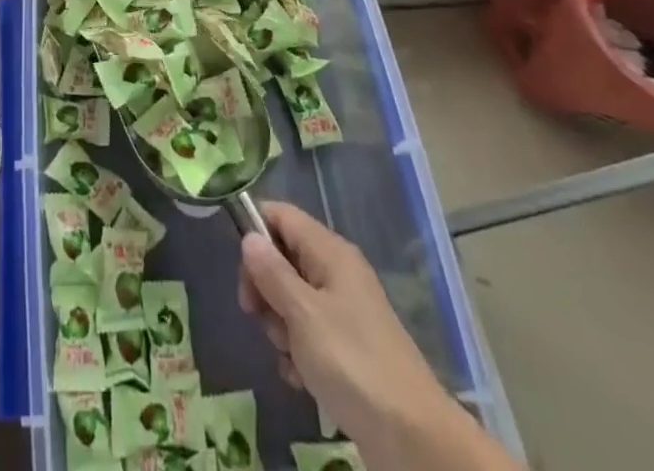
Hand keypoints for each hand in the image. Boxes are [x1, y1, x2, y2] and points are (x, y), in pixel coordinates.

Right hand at [238, 201, 517, 470]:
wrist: (413, 438)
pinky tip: (301, 378)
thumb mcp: (303, 314)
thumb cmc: (353, 363)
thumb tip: (248, 237)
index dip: (255, 230)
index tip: (241, 269)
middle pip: (283, 257)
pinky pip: (307, 333)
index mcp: (330, 252)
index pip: (281, 215)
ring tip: (289, 355)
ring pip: (291, 298)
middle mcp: (336, 272)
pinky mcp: (347, 346)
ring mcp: (343, 310)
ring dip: (279, 326)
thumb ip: (272, 273)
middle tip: (258, 317)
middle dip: (264, 287)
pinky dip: (297, 352)